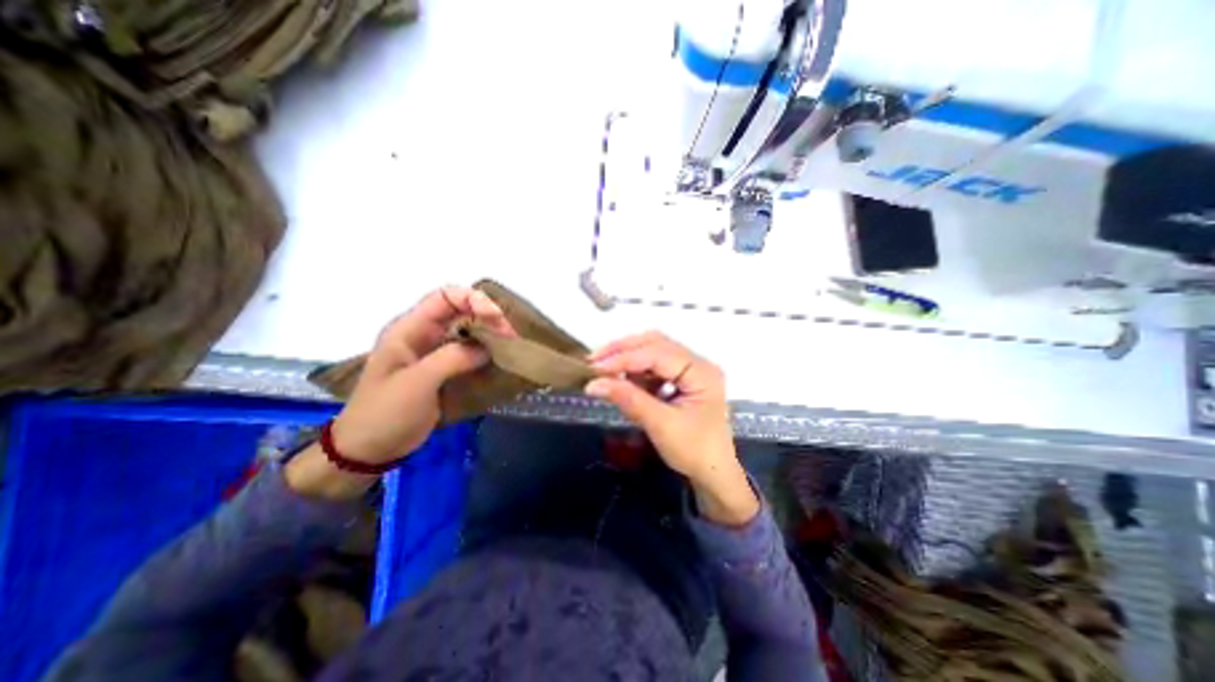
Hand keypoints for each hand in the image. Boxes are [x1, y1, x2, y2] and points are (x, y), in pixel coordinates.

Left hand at [288, 284, 508, 501]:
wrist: (369, 450)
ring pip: (470, 332)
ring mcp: (436, 353)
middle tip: (510, 338)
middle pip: (463, 312)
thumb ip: (452, 358)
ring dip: (492, 337)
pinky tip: (501, 362)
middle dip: (489, 318)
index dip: (474, 300)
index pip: (446, 297)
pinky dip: (488, 354)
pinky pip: (471, 353)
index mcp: (410, 329)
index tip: (496, 318)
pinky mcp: (446, 371)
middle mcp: (425, 335)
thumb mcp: (417, 382)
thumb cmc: (386, 413)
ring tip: (511, 349)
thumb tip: (488, 347)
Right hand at [584, 333, 757, 523]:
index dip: (624, 358)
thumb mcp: (660, 425)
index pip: (657, 353)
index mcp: (700, 371)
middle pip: (655, 343)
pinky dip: (636, 370)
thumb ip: (628, 399)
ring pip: (653, 351)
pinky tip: (622, 380)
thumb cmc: (694, 451)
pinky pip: (655, 366)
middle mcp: (697, 362)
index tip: (594, 367)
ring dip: (628, 358)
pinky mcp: (681, 379)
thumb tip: (593, 384)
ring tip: (604, 370)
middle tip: (594, 360)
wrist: (713, 474)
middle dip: (624, 350)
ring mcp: (690, 369)